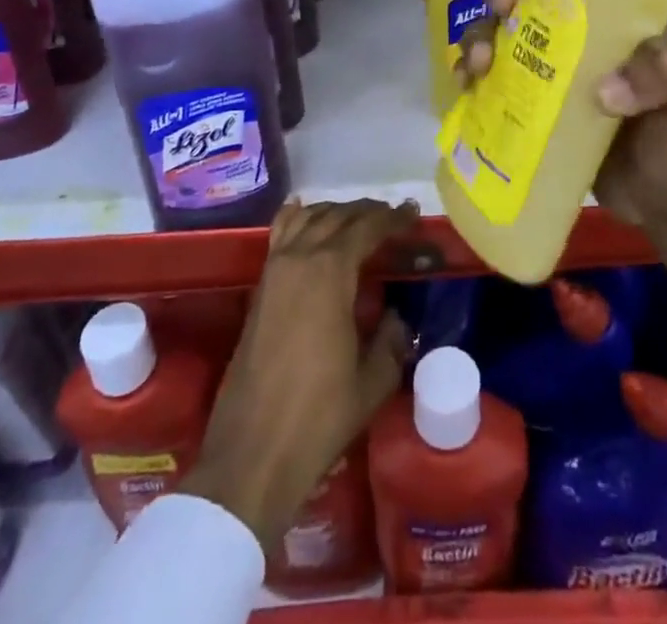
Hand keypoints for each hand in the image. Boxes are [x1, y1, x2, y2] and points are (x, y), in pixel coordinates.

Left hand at [183, 199, 415, 550]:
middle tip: (394, 217)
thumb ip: (391, 341)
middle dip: (368, 212)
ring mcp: (274, 270)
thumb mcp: (372, 382)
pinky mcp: (259, 288)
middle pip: (337, 216)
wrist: (252, 454)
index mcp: (330, 272)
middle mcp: (299, 258)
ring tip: (359, 219)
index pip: (367, 228)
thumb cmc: (318, 417)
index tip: (414, 215)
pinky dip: (298, 217)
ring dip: (336, 212)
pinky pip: (280, 234)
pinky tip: (306, 213)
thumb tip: (397, 318)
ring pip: (307, 218)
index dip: (393, 219)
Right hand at [460, 0, 666, 325]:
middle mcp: (578, 31)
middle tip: (502, 6)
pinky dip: (471, 74)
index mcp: (618, 12)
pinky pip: (490, 78)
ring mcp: (550, 68)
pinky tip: (468, 85)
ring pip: (498, 30)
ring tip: (481, 62)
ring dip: (479, 33)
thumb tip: (603, 91)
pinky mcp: (530, 105)